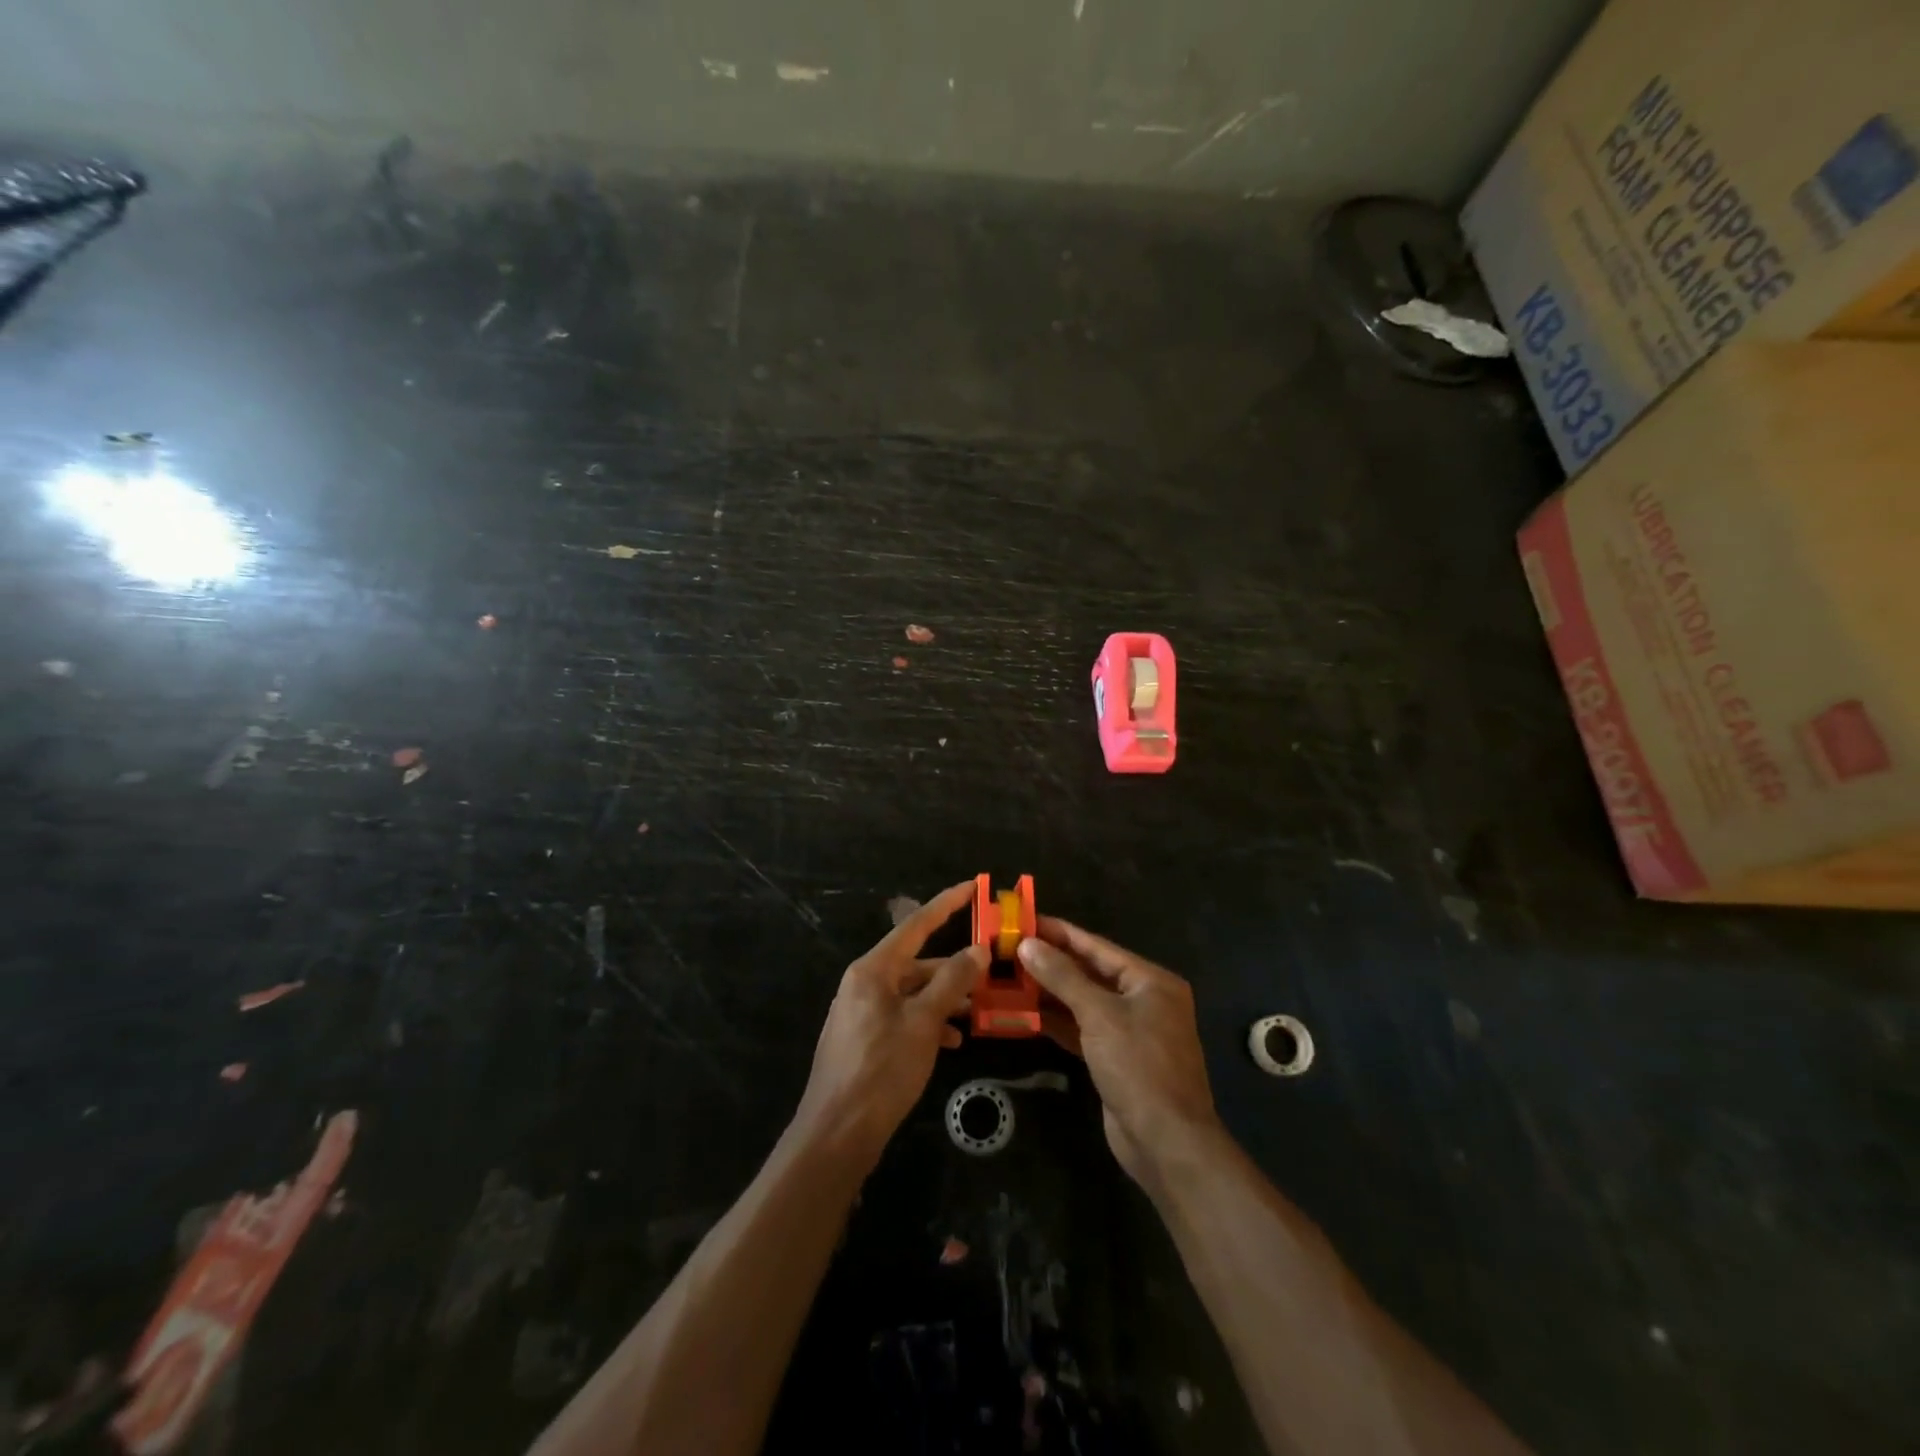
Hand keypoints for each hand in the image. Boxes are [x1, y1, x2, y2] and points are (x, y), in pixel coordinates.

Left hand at [794, 882, 985, 1165]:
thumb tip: (977, 949)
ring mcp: (862, 1012)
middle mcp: (864, 983)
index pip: (915, 925)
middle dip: (953, 967)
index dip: (946, 904)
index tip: (972, 886)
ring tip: (977, 1008)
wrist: (836, 1134)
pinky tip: (952, 1042)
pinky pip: (903, 1017)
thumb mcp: (924, 1023)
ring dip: (944, 998)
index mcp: (873, 970)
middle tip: (989, 966)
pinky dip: (928, 1023)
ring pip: (912, 993)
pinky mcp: (865, 1040)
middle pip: (916, 962)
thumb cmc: (881, 1070)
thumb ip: (951, 982)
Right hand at [1018, 918, 1223, 1191]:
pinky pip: (1083, 1029)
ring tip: (1010, 976)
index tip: (1026, 920)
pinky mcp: (1116, 1058)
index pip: (1097, 946)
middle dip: (1052, 962)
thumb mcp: (1099, 1014)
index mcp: (1150, 981)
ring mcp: (1130, 1031)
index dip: (1060, 933)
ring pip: (1084, 1002)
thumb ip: (1062, 977)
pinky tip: (1026, 1013)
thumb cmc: (1138, 1066)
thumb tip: (1028, 944)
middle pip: (1090, 972)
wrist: (1166, 1142)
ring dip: (1050, 992)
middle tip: (1010, 948)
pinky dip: (1058, 1021)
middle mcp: (1143, 1000)